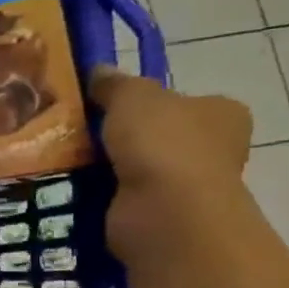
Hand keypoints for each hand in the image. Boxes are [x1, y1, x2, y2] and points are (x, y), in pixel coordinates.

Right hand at [89, 65, 253, 270]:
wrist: (166, 212)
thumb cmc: (163, 144)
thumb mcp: (133, 96)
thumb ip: (115, 83)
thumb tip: (99, 71)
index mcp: (222, 114)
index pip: (186, 101)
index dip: (150, 102)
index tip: (111, 106)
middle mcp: (214, 150)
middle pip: (159, 136)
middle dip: (123, 137)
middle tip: (80, 132)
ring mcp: (189, 187)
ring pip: (138, 168)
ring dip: (107, 167)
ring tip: (66, 158)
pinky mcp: (160, 217)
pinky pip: (123, 197)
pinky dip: (101, 194)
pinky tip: (73, 187)